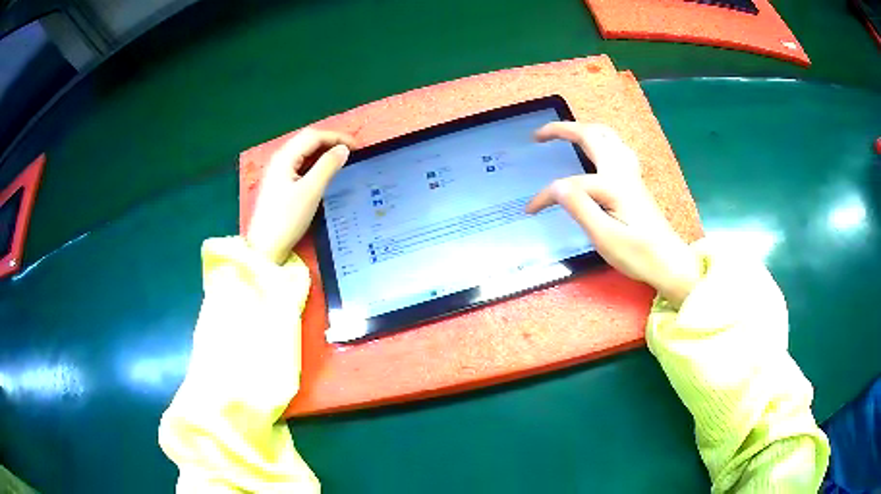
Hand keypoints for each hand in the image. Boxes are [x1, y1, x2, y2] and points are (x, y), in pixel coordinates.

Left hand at [246, 129, 355, 263]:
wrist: (265, 246)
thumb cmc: (287, 218)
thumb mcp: (310, 191)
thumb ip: (327, 166)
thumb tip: (344, 149)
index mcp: (285, 157)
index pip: (313, 136)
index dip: (337, 137)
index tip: (357, 146)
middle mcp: (279, 159)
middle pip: (307, 140)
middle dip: (330, 141)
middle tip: (351, 150)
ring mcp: (277, 171)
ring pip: (303, 151)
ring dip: (322, 150)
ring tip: (341, 158)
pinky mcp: (278, 183)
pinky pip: (299, 163)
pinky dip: (314, 162)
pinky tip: (323, 170)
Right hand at [526, 122, 699, 306]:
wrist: (670, 263)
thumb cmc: (639, 255)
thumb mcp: (605, 237)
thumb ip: (580, 208)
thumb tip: (556, 186)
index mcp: (614, 185)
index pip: (570, 184)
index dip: (546, 195)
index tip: (530, 210)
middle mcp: (622, 172)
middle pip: (592, 135)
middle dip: (563, 129)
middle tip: (538, 135)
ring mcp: (631, 174)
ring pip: (608, 136)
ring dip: (583, 129)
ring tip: (565, 134)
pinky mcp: (635, 181)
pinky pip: (617, 147)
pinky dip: (600, 139)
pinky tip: (597, 149)